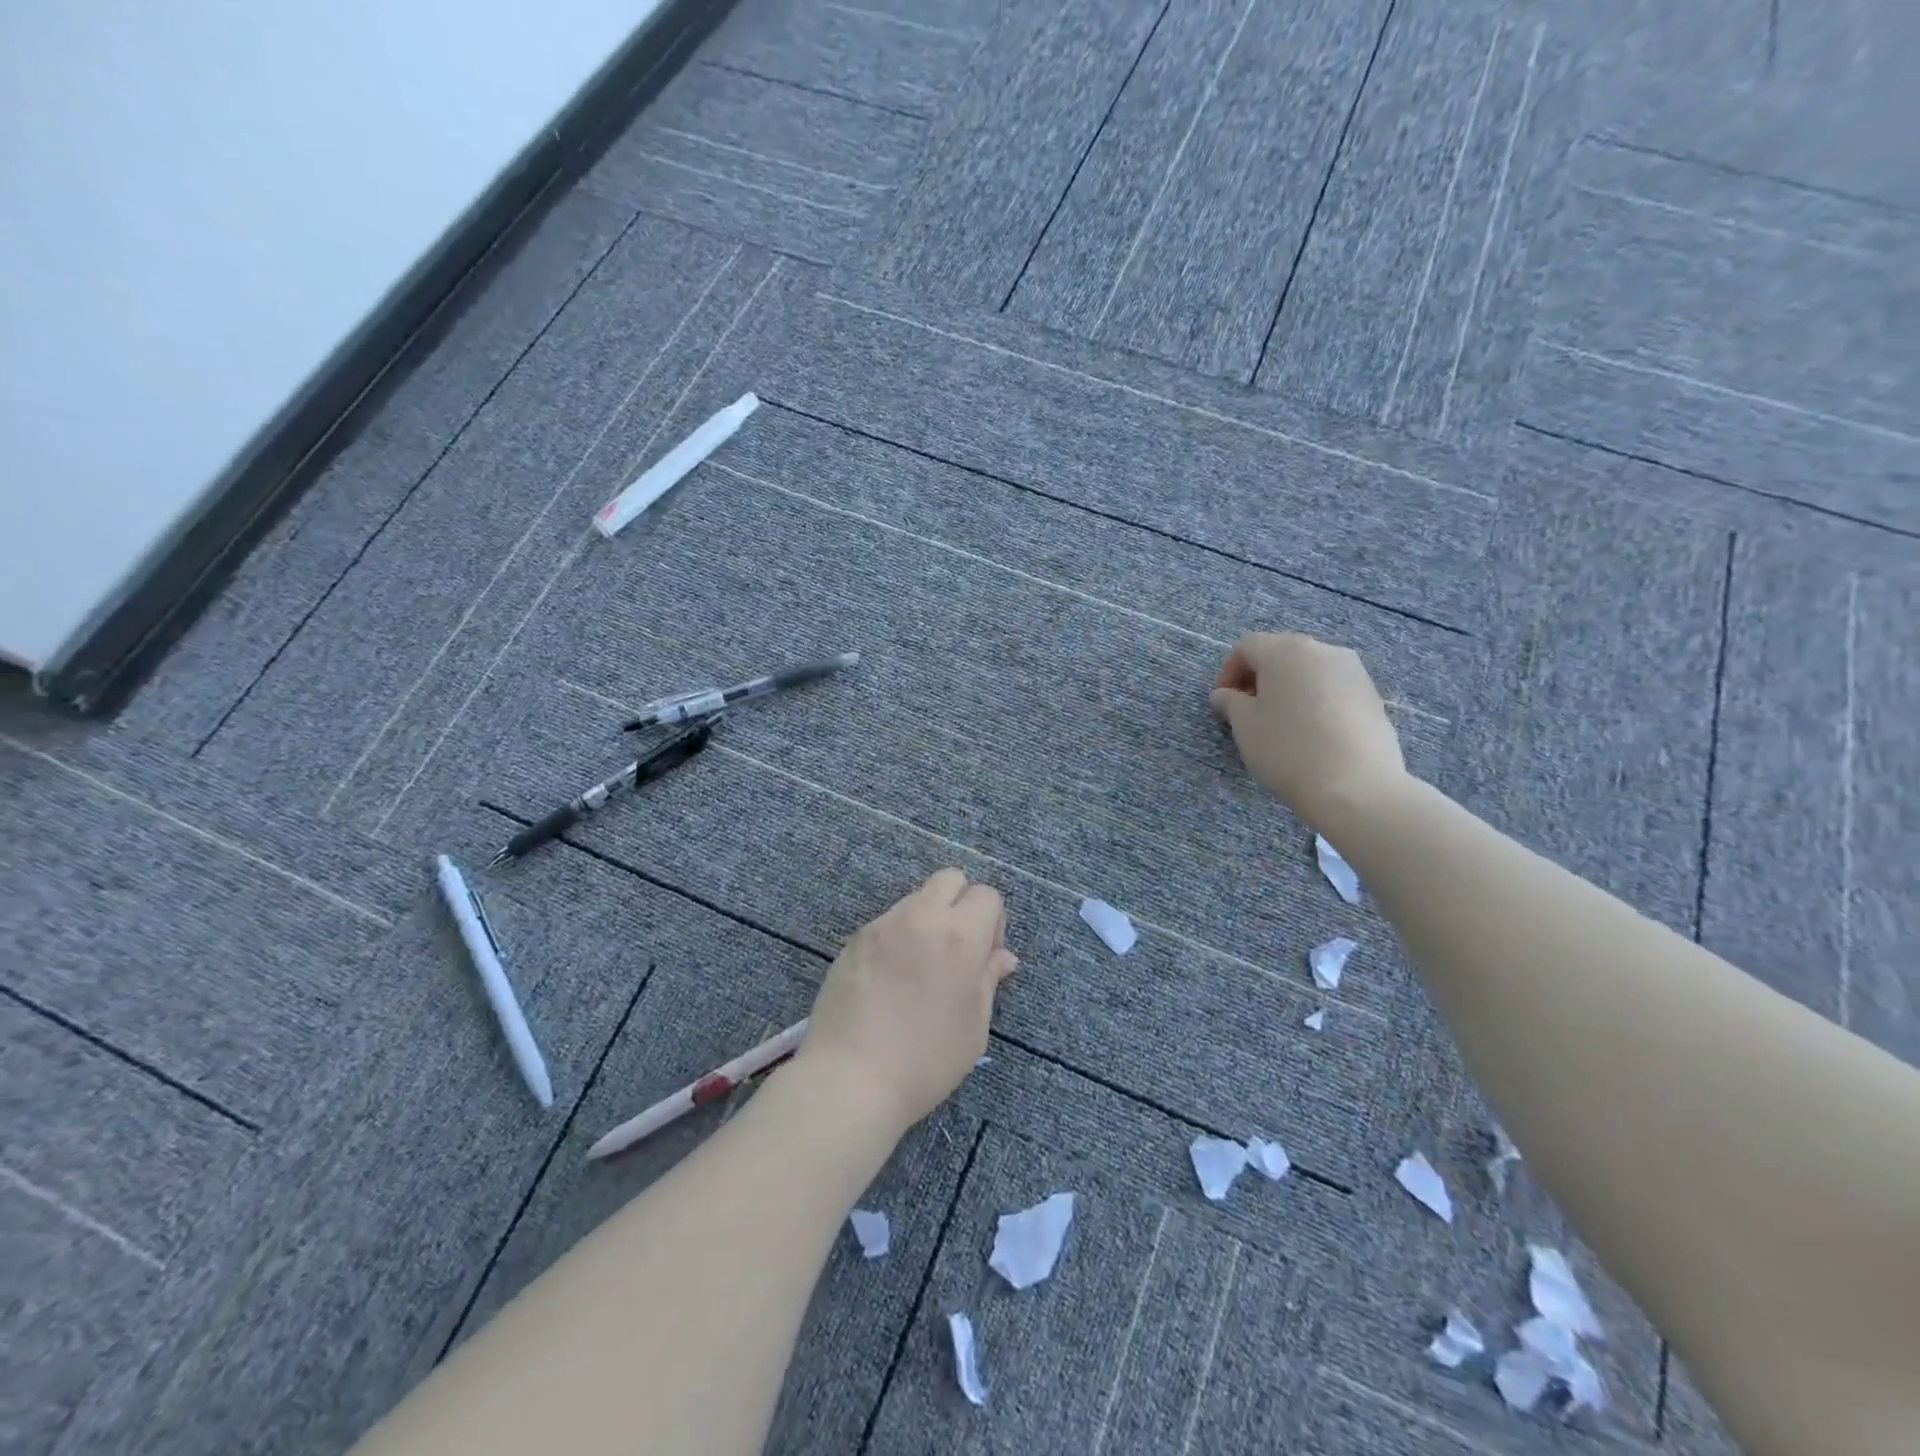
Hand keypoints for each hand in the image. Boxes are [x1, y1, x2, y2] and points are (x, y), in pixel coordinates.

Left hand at [796, 869, 1017, 1136]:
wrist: (850, 1079)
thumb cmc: (925, 1061)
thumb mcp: (974, 1027)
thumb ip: (988, 980)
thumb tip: (1001, 956)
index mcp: (959, 935)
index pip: (987, 894)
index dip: (993, 922)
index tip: (984, 957)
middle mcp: (921, 917)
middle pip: (950, 879)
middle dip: (961, 903)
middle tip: (956, 949)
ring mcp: (883, 925)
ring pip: (915, 899)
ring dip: (927, 920)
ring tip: (919, 969)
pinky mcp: (854, 940)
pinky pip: (887, 923)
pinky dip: (898, 938)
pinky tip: (890, 980)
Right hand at [1210, 631, 1407, 829]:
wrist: (1355, 785)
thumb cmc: (1287, 748)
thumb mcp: (1245, 726)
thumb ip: (1230, 702)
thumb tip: (1225, 695)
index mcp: (1285, 650)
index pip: (1247, 646)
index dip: (1229, 671)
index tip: (1224, 702)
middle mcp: (1322, 650)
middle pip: (1280, 653)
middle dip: (1259, 678)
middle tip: (1248, 711)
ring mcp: (1353, 671)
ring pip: (1309, 670)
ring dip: (1288, 688)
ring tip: (1281, 723)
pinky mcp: (1372, 695)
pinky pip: (1332, 688)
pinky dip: (1315, 700)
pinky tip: (1311, 732)